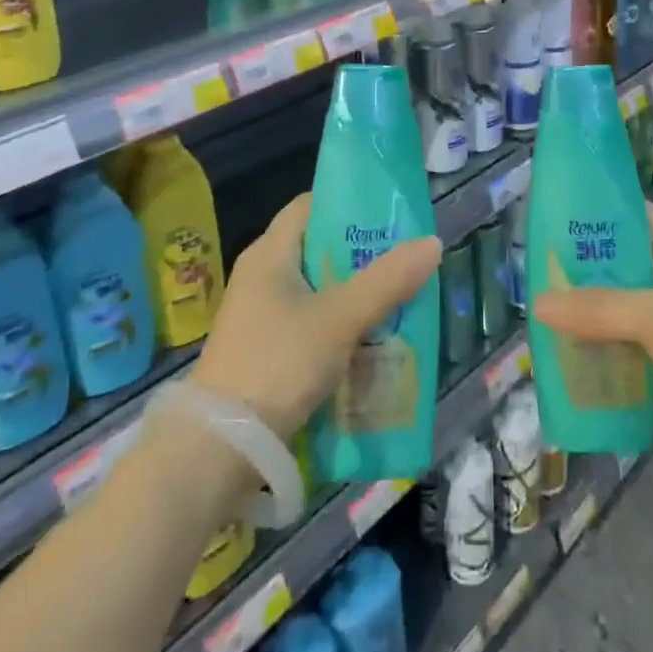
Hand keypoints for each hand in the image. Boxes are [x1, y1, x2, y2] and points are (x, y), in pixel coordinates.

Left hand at [191, 192, 441, 439]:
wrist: (220, 449)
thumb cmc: (277, 363)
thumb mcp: (339, 318)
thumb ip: (387, 281)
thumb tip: (432, 243)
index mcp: (269, 253)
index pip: (310, 205)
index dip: (348, 202)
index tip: (388, 214)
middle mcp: (261, 276)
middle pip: (318, 248)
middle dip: (361, 254)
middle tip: (403, 260)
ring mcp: (259, 315)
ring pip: (317, 289)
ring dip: (353, 293)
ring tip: (397, 299)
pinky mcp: (263, 350)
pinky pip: (309, 322)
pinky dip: (338, 325)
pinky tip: (369, 340)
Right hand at [533, 204, 652, 469]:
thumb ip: (597, 309)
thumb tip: (538, 304)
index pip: (631, 216)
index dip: (596, 210)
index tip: (553, 212)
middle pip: (616, 264)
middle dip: (578, 267)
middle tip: (531, 268)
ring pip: (615, 309)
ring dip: (583, 313)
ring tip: (535, 311)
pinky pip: (621, 349)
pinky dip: (596, 351)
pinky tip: (562, 357)